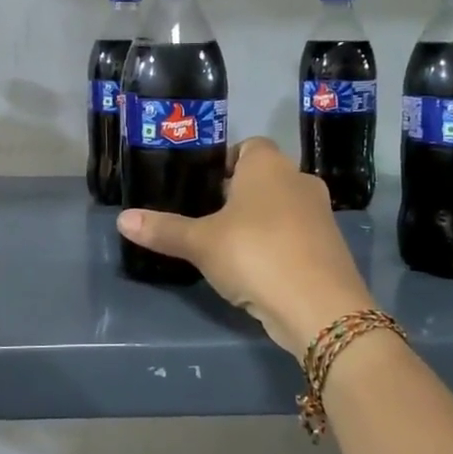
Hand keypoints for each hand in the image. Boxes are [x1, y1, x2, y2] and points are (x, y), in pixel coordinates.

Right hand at [117, 137, 373, 358]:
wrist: (319, 307)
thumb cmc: (254, 254)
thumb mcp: (201, 243)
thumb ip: (164, 229)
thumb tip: (123, 219)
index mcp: (268, 165)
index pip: (247, 146)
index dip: (223, 163)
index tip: (201, 188)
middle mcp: (299, 180)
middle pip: (263, 178)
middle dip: (237, 196)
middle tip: (205, 220)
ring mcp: (320, 214)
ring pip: (281, 208)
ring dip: (258, 222)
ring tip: (226, 248)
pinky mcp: (330, 247)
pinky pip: (295, 235)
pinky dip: (277, 246)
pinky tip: (256, 270)